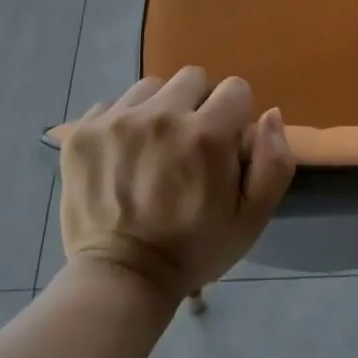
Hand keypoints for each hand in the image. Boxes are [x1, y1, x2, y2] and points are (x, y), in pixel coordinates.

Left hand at [60, 68, 295, 306]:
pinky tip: (123, 156)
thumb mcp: (251, 219)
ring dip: (159, 109)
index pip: (235, 89)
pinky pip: (114, 103)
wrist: (121, 279)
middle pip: (192, 78)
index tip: (222, 146)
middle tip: (187, 146)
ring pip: (152, 87)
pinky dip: (123, 123)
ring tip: (153, 149)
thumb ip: (275, 163)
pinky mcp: (83, 132)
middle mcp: (162, 116)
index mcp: (206, 135)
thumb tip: (271, 114)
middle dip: (197, 106)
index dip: (234, 117)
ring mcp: (117, 121)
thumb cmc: (194, 249)